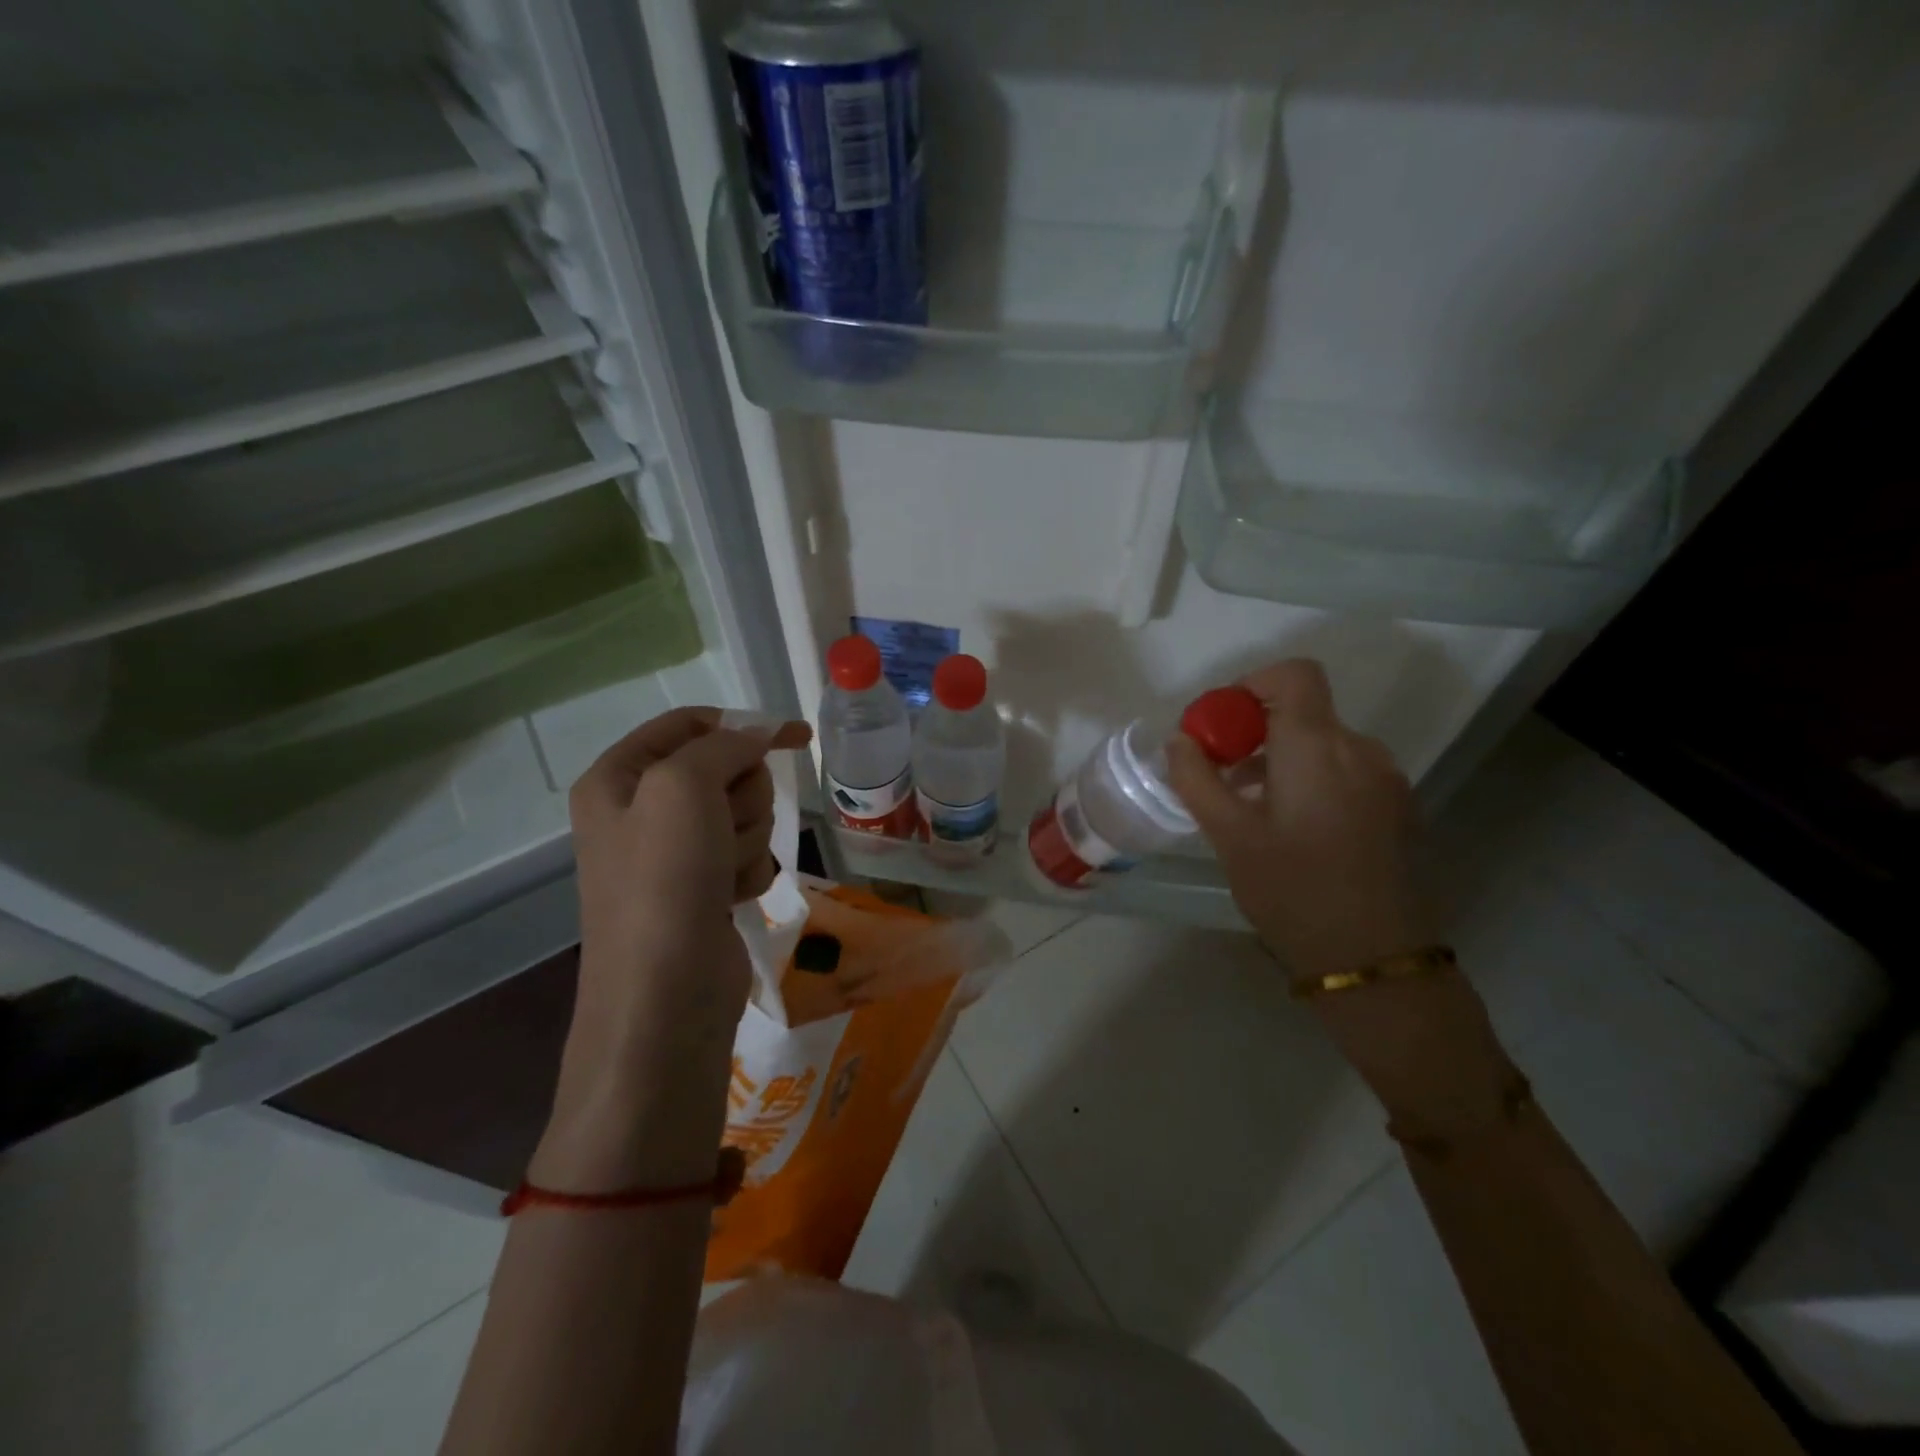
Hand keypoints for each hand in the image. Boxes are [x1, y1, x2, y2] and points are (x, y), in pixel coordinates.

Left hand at [541, 707, 809, 1188]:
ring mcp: (673, 854)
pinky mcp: (703, 888)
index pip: (690, 724)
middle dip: (741, 797)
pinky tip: (731, 898)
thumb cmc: (664, 880)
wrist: (665, 994)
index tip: (796, 736)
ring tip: (722, 874)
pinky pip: (748, 855)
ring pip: (744, 814)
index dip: (744, 725)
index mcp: (618, 777)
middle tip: (725, 829)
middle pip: (725, 769)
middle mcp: (641, 810)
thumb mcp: (683, 787)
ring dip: (747, 839)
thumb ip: (723, 745)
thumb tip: (761, 732)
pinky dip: (749, 872)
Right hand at [1165, 660, 1431, 978]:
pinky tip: (1295, 830)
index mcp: (1318, 747)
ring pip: (1326, 744)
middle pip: (1305, 712)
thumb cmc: (1293, 892)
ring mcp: (1387, 780)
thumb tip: (1180, 740)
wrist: (1376, 961)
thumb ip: (1197, 779)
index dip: (1252, 684)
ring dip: (1284, 759)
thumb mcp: (1229, 837)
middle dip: (1256, 732)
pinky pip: (1348, 771)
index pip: (1294, 675)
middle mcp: (1361, 750)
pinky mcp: (1399, 809)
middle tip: (1223, 777)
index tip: (1222, 726)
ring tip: (1253, 811)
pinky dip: (1314, 780)